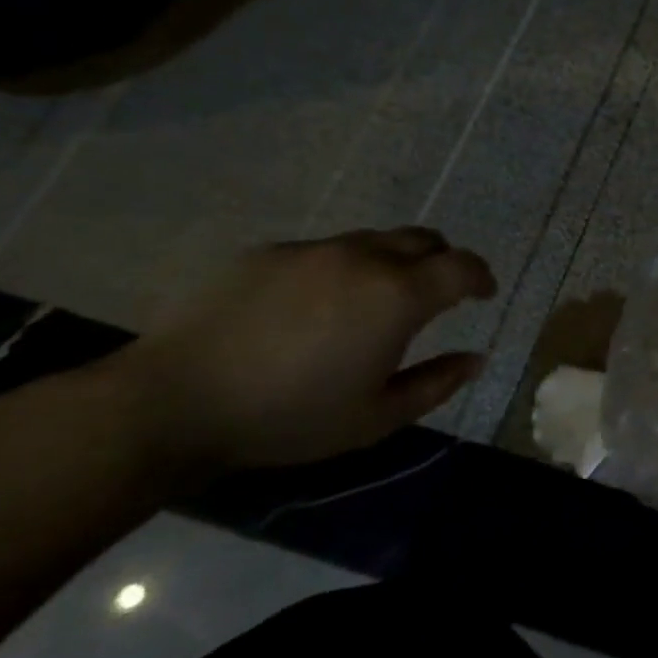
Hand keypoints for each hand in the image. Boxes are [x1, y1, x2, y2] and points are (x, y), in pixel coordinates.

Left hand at [104, 228, 496, 472]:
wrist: (173, 402)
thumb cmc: (290, 418)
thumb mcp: (376, 418)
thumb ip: (436, 383)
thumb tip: (474, 358)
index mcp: (398, 295)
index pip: (462, 266)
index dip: (481, 277)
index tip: (483, 294)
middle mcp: (363, 258)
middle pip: (424, 239)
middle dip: (442, 261)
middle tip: (437, 294)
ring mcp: (312, 250)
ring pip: (373, 241)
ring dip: (392, 263)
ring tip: (374, 302)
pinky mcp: (267, 252)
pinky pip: (323, 251)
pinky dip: (341, 270)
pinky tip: (313, 308)